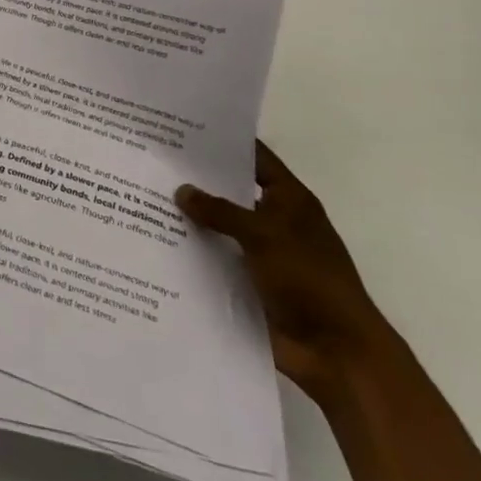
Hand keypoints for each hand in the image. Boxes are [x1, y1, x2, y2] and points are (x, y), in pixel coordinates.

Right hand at [177, 141, 391, 405]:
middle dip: (197, 180)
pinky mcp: (248, 283)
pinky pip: (214, 260)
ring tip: (143, 198)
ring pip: (219, 227)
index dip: (225, 143)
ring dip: (190, 219)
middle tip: (152, 161)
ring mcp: (261, 254)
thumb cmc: (309, 280)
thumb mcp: (263, 235)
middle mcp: (275, 222)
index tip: (185, 128)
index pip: (255, 158)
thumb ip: (221, 211)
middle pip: (231, 192)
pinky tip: (156, 241)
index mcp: (290, 200)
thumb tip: (181, 190)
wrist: (336, 352)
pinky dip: (192, 253)